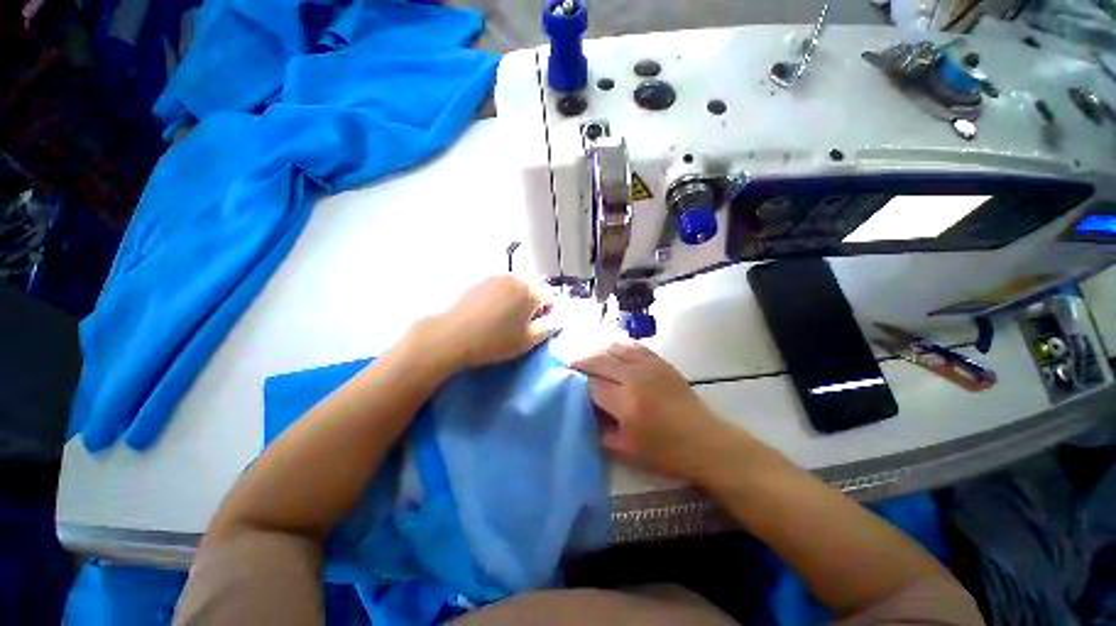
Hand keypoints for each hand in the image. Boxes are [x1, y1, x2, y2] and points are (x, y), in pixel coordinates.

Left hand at [424, 276, 556, 369]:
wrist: (453, 336)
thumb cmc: (496, 341)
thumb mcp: (528, 340)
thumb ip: (549, 328)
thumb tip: (558, 320)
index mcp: (531, 291)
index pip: (551, 299)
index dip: (549, 314)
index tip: (540, 327)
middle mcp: (516, 278)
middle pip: (534, 290)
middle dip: (533, 305)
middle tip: (523, 324)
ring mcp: (496, 277)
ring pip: (517, 287)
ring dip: (518, 300)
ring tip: (506, 319)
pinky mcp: (481, 281)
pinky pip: (500, 287)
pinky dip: (502, 297)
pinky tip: (492, 313)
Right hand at [571, 343, 730, 480]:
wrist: (705, 440)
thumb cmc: (665, 451)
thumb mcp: (625, 451)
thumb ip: (599, 429)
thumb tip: (583, 410)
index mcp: (626, 404)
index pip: (592, 384)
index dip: (577, 382)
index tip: (566, 381)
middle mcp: (635, 379)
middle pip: (599, 359)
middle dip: (581, 359)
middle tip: (568, 361)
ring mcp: (650, 366)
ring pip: (615, 348)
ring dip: (597, 349)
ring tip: (586, 353)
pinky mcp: (660, 362)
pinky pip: (634, 346)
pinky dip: (618, 345)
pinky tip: (611, 348)